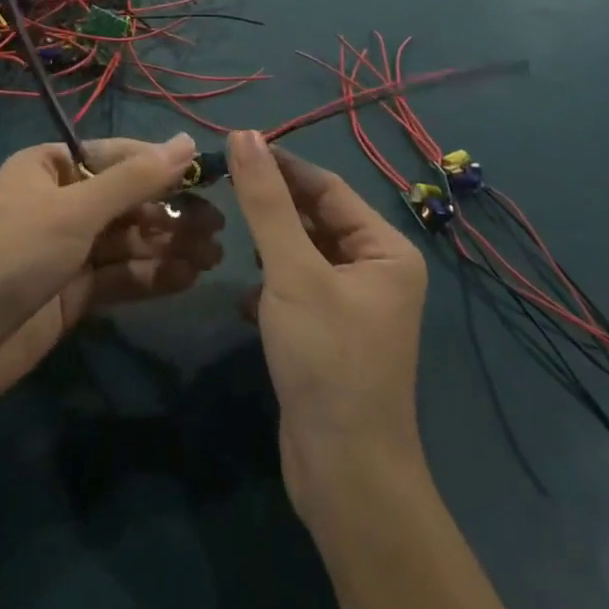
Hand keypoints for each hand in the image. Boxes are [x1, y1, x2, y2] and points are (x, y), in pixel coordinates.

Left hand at [0, 135, 223, 420]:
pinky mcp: (73, 293)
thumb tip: (187, 141)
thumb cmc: (12, 256)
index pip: (117, 157)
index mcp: (50, 167)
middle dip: (170, 213)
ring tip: (213, 256)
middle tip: (218, 228)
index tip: (208, 177)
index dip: (162, 166)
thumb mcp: (75, 211)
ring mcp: (67, 250)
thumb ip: (135, 180)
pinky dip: (152, 277)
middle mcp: (61, 202)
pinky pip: (121, 276)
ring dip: (168, 246)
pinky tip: (187, 279)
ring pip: (128, 241)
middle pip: (127, 201)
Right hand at [226, 131, 427, 509]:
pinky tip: (242, 296)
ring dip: (269, 245)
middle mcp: (377, 271)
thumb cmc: (326, 359)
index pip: (327, 188)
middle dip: (273, 206)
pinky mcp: (330, 335)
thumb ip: (266, 202)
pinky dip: (270, 285)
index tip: (234, 147)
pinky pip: (298, 288)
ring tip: (229, 235)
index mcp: (385, 249)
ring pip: (304, 254)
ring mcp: (355, 306)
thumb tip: (244, 134)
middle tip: (222, 187)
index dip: (281, 166)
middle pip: (317, 219)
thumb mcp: (292, 271)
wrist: (344, 474)